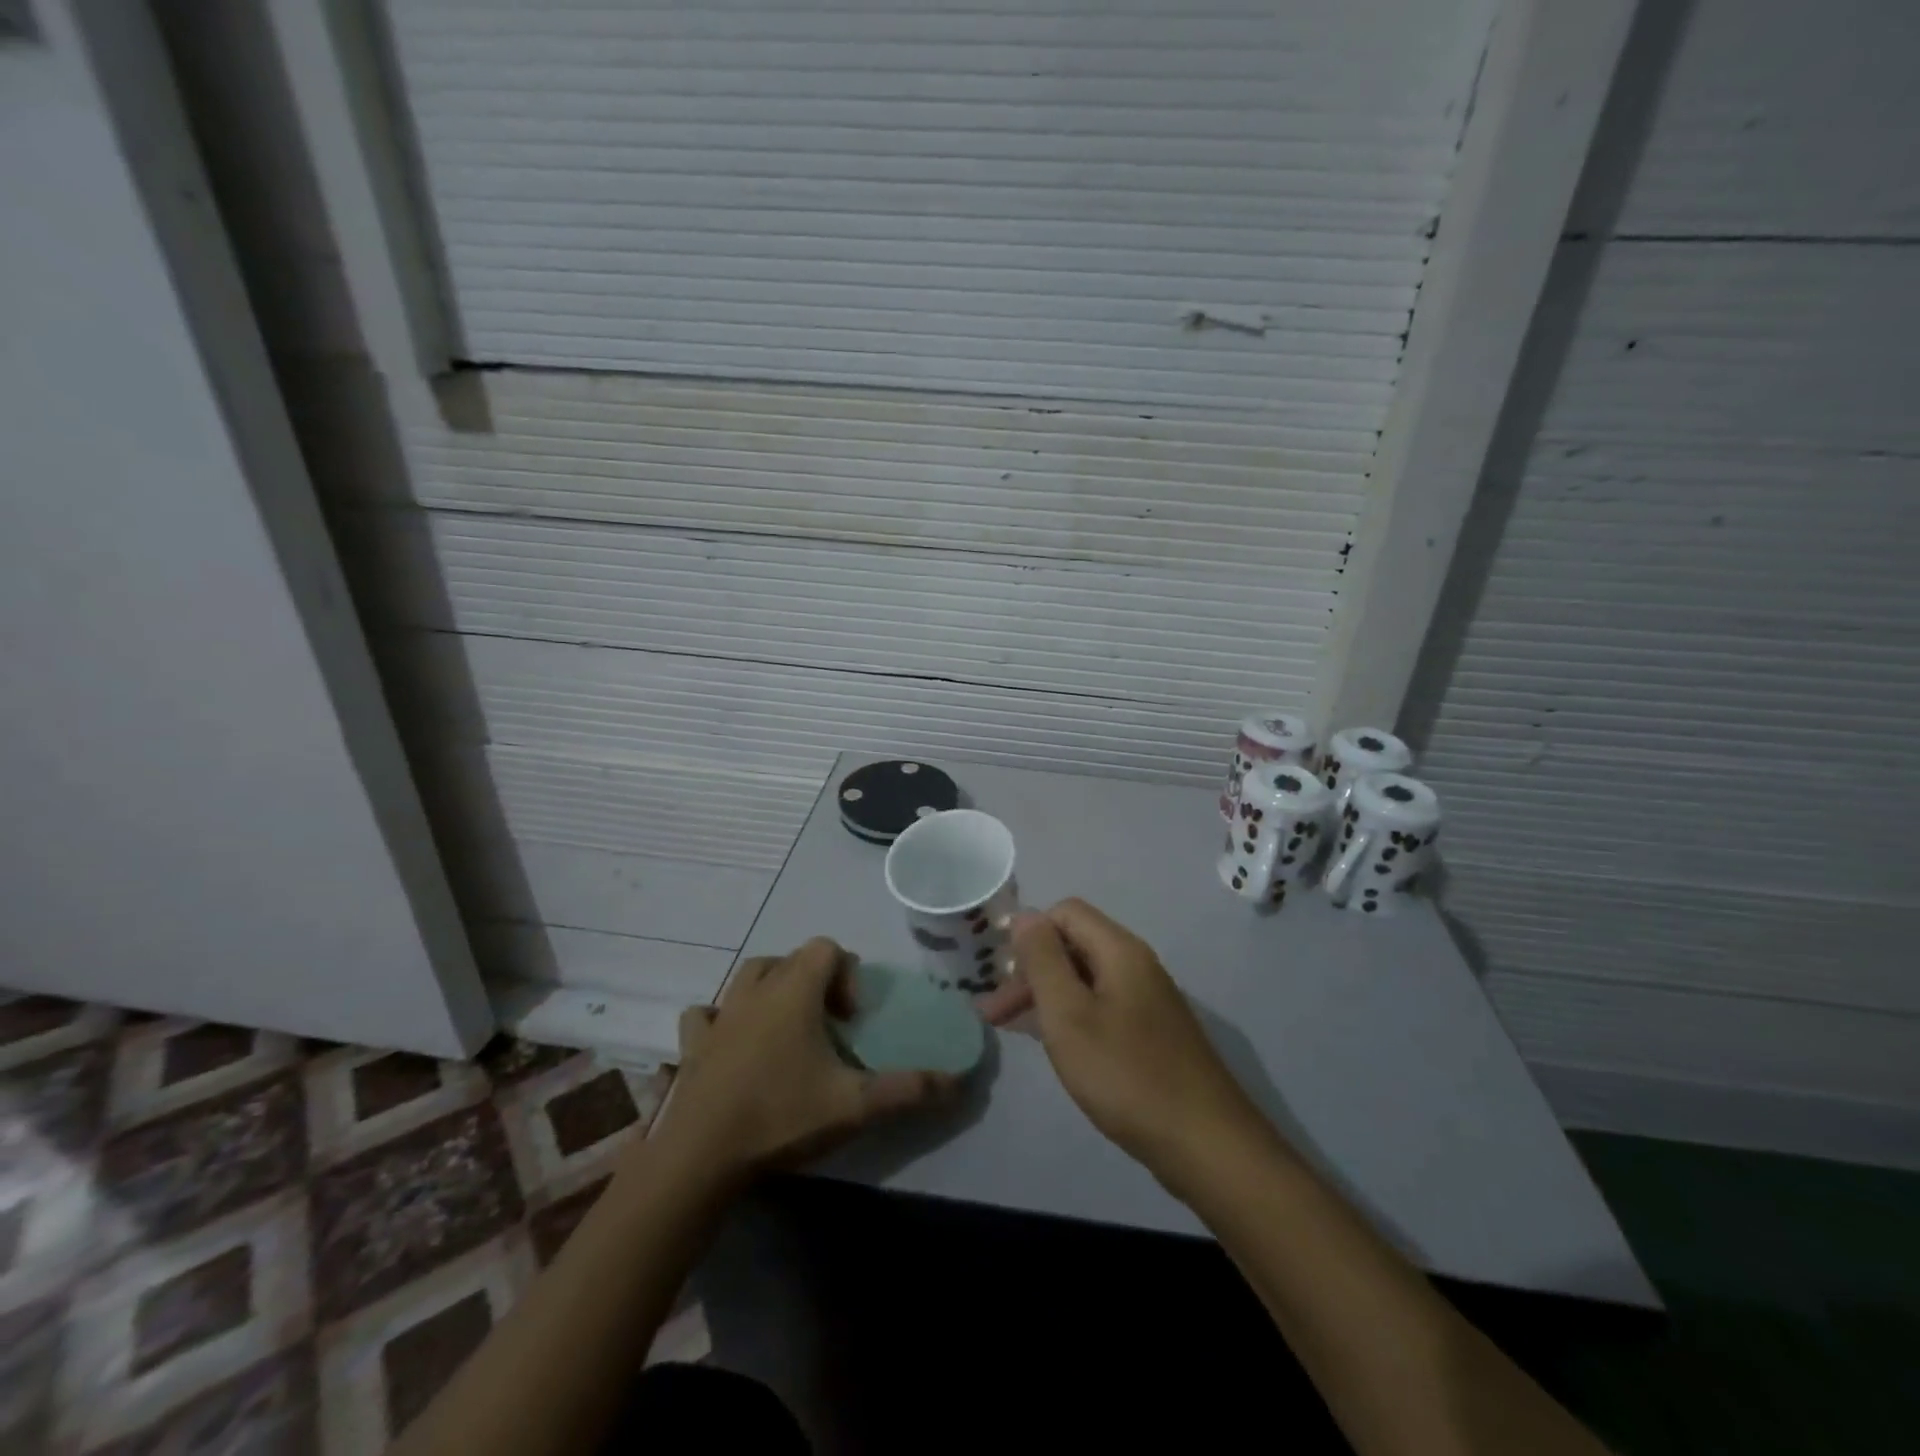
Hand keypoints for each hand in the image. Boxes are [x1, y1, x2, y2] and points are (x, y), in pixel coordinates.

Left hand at [653, 938, 959, 1183]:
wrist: (701, 1157)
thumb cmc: (781, 1115)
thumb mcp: (855, 1105)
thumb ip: (908, 1089)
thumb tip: (957, 1081)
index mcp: (794, 991)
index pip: (826, 948)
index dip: (847, 974)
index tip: (852, 1019)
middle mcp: (755, 990)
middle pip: (790, 959)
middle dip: (814, 982)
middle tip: (827, 1026)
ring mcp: (720, 1015)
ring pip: (749, 977)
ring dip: (772, 990)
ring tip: (786, 1031)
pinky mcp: (692, 1044)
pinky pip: (706, 1014)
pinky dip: (722, 1020)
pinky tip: (733, 1045)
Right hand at [979, 900, 1263, 1183]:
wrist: (1206, 1144)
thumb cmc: (1126, 1074)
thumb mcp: (1069, 1014)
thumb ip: (1043, 960)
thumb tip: (1025, 916)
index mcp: (1119, 950)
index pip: (1065, 912)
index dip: (1029, 933)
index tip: (999, 972)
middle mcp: (1136, 965)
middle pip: (1073, 946)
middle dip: (1029, 971)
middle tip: (992, 1012)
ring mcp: (1147, 1000)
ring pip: (1084, 980)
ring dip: (1044, 996)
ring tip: (1007, 1027)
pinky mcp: (1150, 1034)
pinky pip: (1100, 1007)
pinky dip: (1069, 1017)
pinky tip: (1050, 1044)